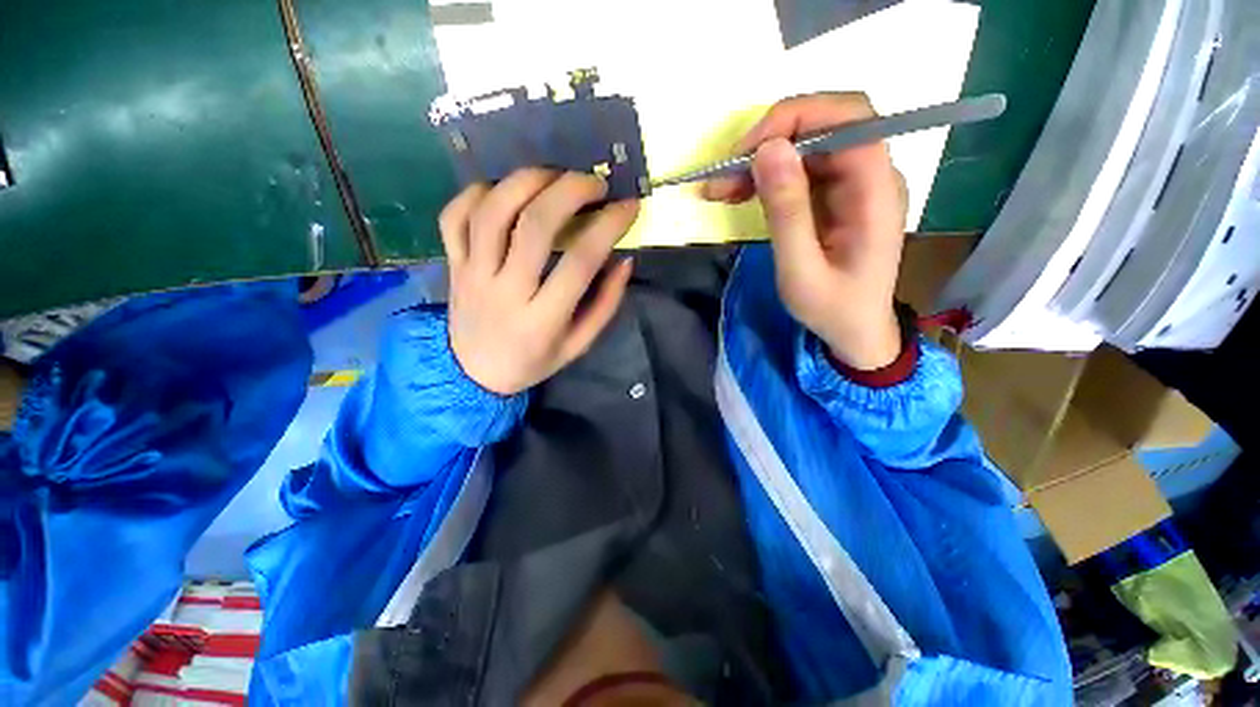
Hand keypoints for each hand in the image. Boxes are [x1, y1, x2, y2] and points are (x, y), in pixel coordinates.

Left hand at [440, 169, 638, 394]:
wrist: (473, 374)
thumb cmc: (533, 361)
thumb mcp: (578, 345)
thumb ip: (604, 305)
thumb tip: (624, 261)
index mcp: (542, 320)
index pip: (580, 263)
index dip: (608, 227)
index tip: (629, 206)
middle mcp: (505, 291)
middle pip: (533, 226)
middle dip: (569, 191)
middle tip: (594, 183)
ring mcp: (472, 274)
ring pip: (492, 212)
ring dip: (526, 181)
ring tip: (554, 175)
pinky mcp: (452, 264)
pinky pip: (454, 217)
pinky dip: (478, 192)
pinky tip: (504, 191)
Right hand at [703, 93, 907, 370]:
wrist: (856, 331)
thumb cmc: (832, 310)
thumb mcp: (800, 271)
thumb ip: (787, 212)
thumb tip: (768, 150)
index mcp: (877, 190)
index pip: (849, 117)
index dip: (795, 118)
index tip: (746, 152)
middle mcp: (872, 175)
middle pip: (825, 125)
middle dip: (769, 142)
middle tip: (724, 176)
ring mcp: (855, 184)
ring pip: (807, 146)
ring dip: (761, 161)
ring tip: (722, 189)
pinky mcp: (837, 195)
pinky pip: (801, 170)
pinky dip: (768, 177)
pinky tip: (740, 193)